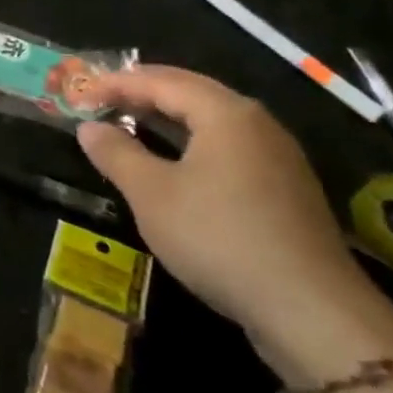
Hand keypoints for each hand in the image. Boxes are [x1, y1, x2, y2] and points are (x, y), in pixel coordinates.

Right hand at [76, 66, 373, 347]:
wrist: (311, 311)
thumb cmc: (219, 237)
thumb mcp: (152, 194)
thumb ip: (117, 153)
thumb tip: (89, 127)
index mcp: (225, 113)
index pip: (162, 81)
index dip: (118, 83)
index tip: (81, 93)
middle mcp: (256, 123)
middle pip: (192, 92)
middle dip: (145, 93)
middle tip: (104, 100)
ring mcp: (278, 156)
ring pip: (213, 121)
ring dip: (169, 118)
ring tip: (132, 125)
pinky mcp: (287, 189)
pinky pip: (230, 147)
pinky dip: (193, 143)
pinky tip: (177, 165)